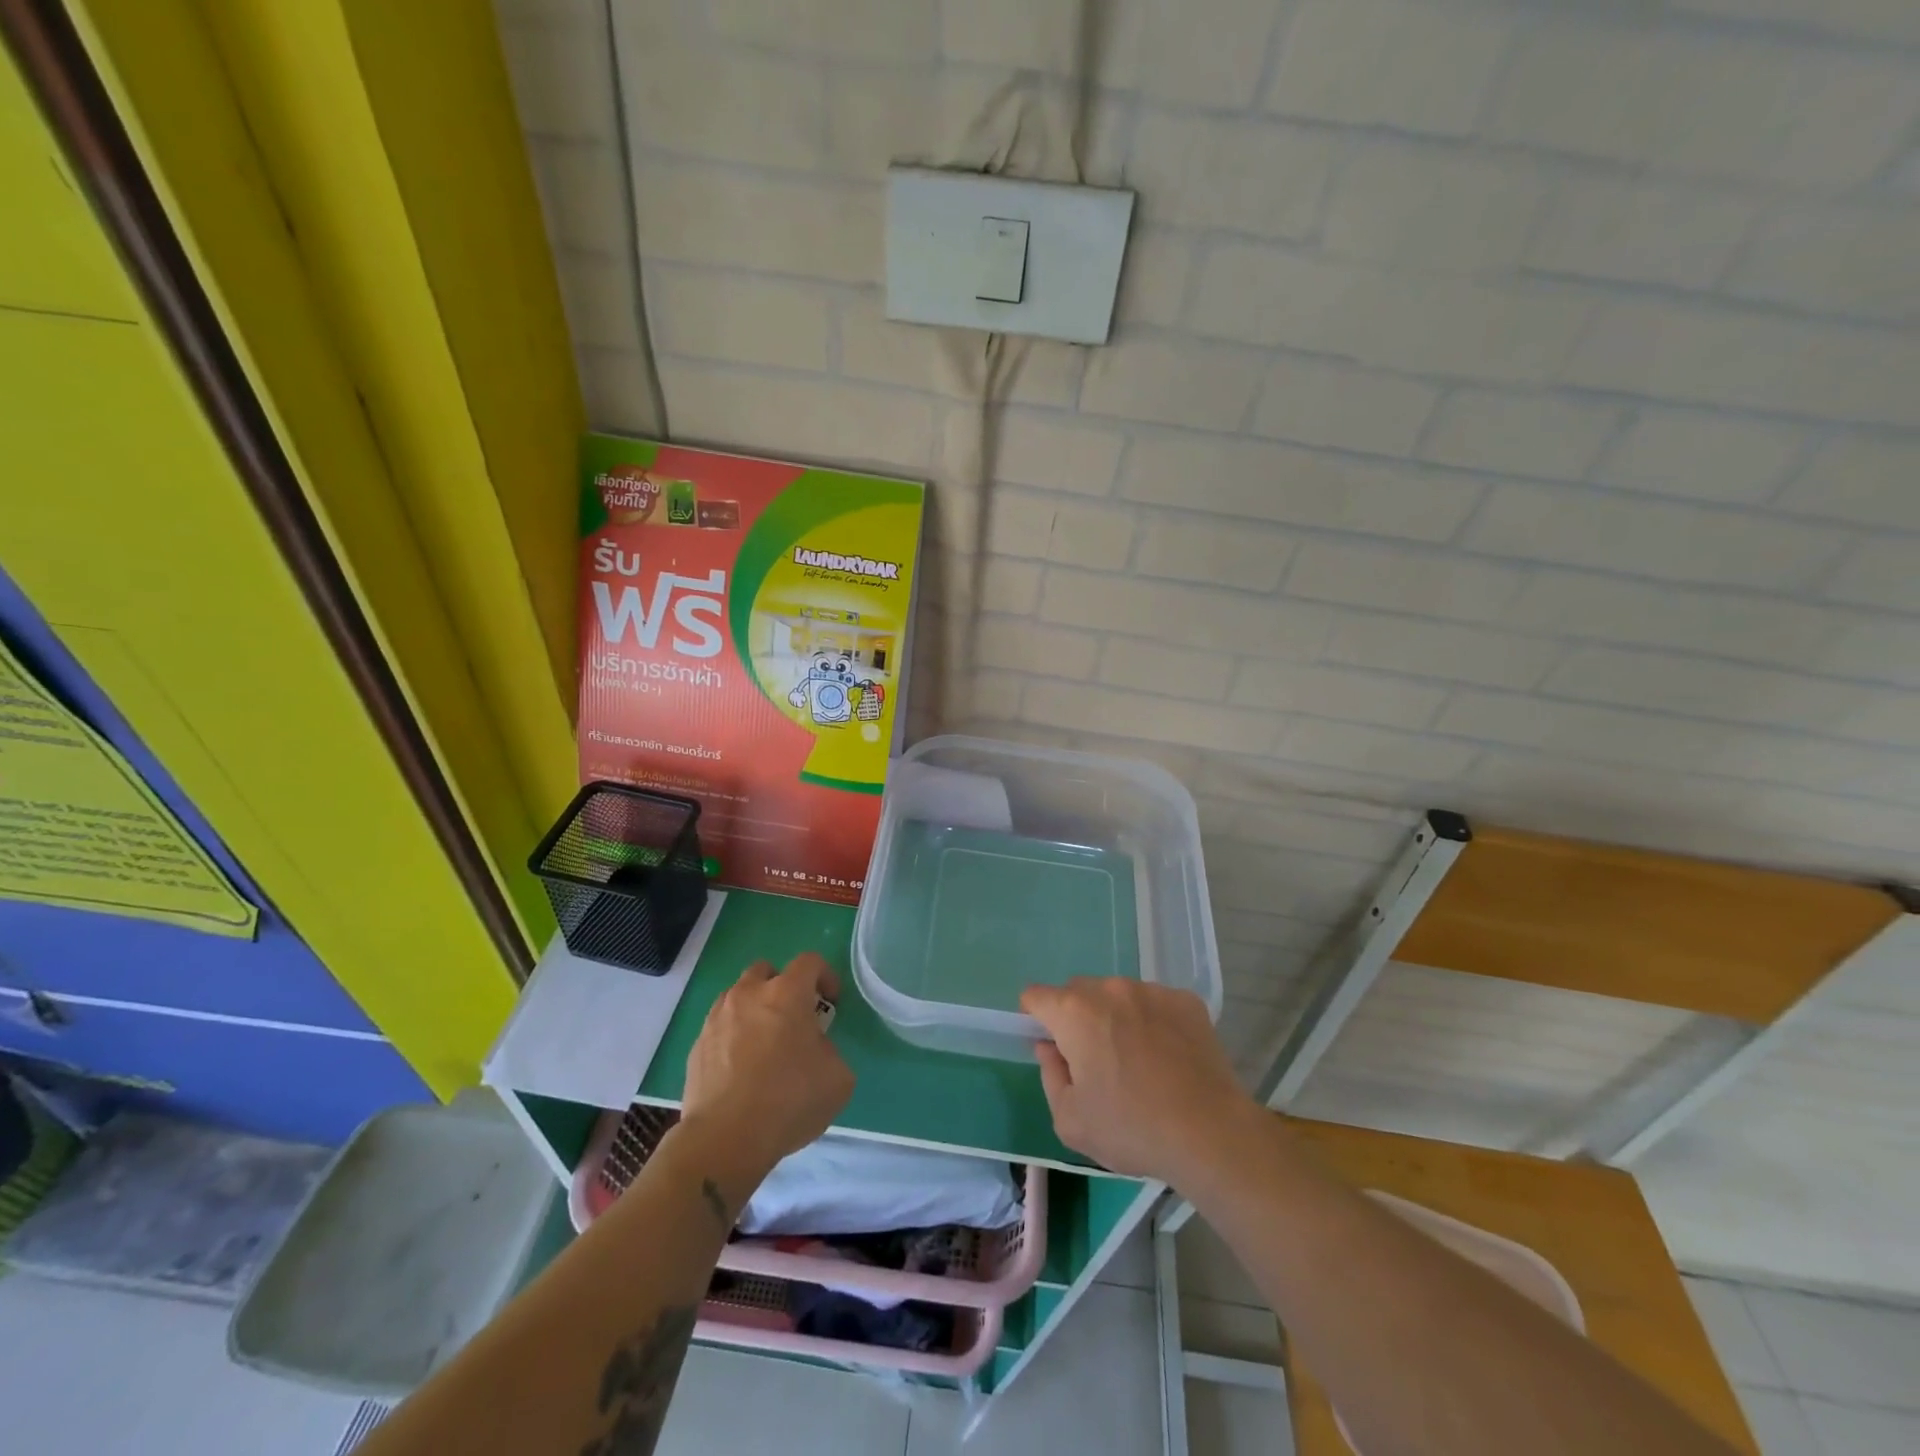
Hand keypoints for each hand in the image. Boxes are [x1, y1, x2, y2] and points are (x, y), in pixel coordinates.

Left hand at [680, 954, 853, 1181]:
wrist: (724, 1139)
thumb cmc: (788, 1101)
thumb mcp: (837, 1078)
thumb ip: (829, 1049)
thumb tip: (814, 1049)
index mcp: (786, 993)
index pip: (810, 962)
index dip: (825, 976)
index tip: (832, 1002)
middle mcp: (748, 994)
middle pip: (766, 971)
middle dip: (783, 986)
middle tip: (794, 1018)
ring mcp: (717, 1018)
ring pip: (738, 996)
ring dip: (755, 1009)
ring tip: (764, 1044)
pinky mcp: (697, 1046)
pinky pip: (720, 1027)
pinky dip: (733, 1037)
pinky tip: (741, 1069)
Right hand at [1022, 978, 1257, 1185]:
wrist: (1210, 1133)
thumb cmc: (1131, 1129)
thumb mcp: (1070, 1120)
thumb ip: (1050, 1075)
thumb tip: (1050, 1048)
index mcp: (1075, 1012)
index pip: (1036, 996)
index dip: (1035, 1019)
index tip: (1051, 1047)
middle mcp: (1110, 989)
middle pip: (1078, 992)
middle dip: (1076, 1018)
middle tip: (1095, 1061)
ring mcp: (1151, 990)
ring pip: (1118, 995)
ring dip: (1116, 1017)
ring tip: (1137, 1060)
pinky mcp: (1186, 1000)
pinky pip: (1154, 1003)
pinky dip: (1152, 1021)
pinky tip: (1168, 1057)